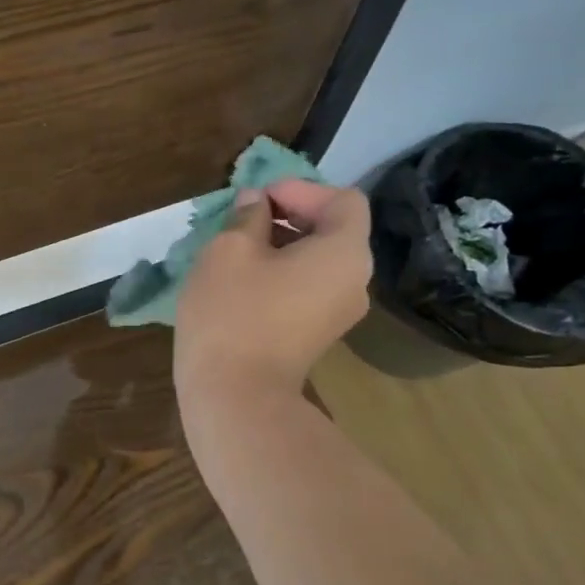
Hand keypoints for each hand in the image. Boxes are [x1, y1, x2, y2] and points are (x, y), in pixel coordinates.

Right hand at [173, 179, 372, 402]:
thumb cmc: (232, 311)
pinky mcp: (319, 333)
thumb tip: (256, 203)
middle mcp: (355, 281)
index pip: (343, 200)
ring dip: (282, 243)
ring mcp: (339, 312)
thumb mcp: (229, 249)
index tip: (259, 199)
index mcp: (344, 253)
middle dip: (289, 214)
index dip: (301, 189)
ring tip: (237, 246)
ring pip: (318, 259)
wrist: (236, 395)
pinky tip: (243, 279)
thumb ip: (248, 216)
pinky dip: (283, 272)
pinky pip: (309, 286)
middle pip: (334, 229)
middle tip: (243, 217)